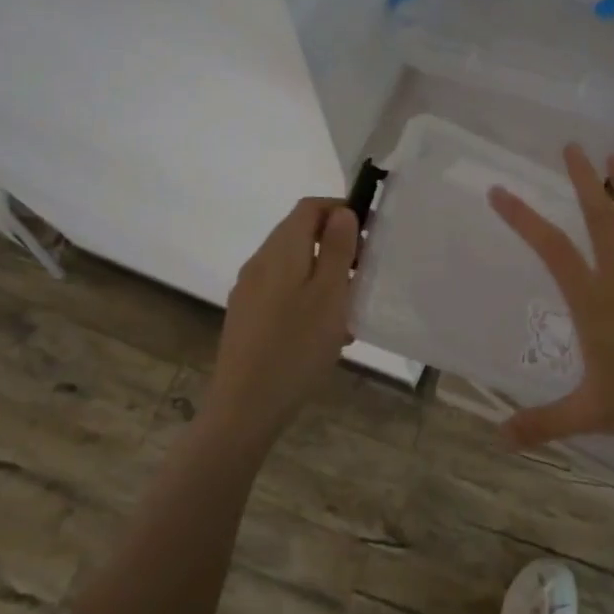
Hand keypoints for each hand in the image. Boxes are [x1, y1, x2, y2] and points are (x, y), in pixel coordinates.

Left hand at [207, 197, 358, 433]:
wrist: (245, 406)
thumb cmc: (297, 346)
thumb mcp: (330, 294)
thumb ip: (337, 249)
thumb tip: (341, 212)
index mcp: (280, 250)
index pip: (309, 207)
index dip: (340, 210)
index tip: (368, 234)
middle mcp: (259, 263)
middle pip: (299, 235)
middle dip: (335, 246)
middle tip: (363, 275)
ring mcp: (248, 291)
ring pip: (293, 266)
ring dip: (323, 275)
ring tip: (348, 310)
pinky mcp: (246, 317)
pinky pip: (282, 292)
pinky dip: (307, 297)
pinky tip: (324, 332)